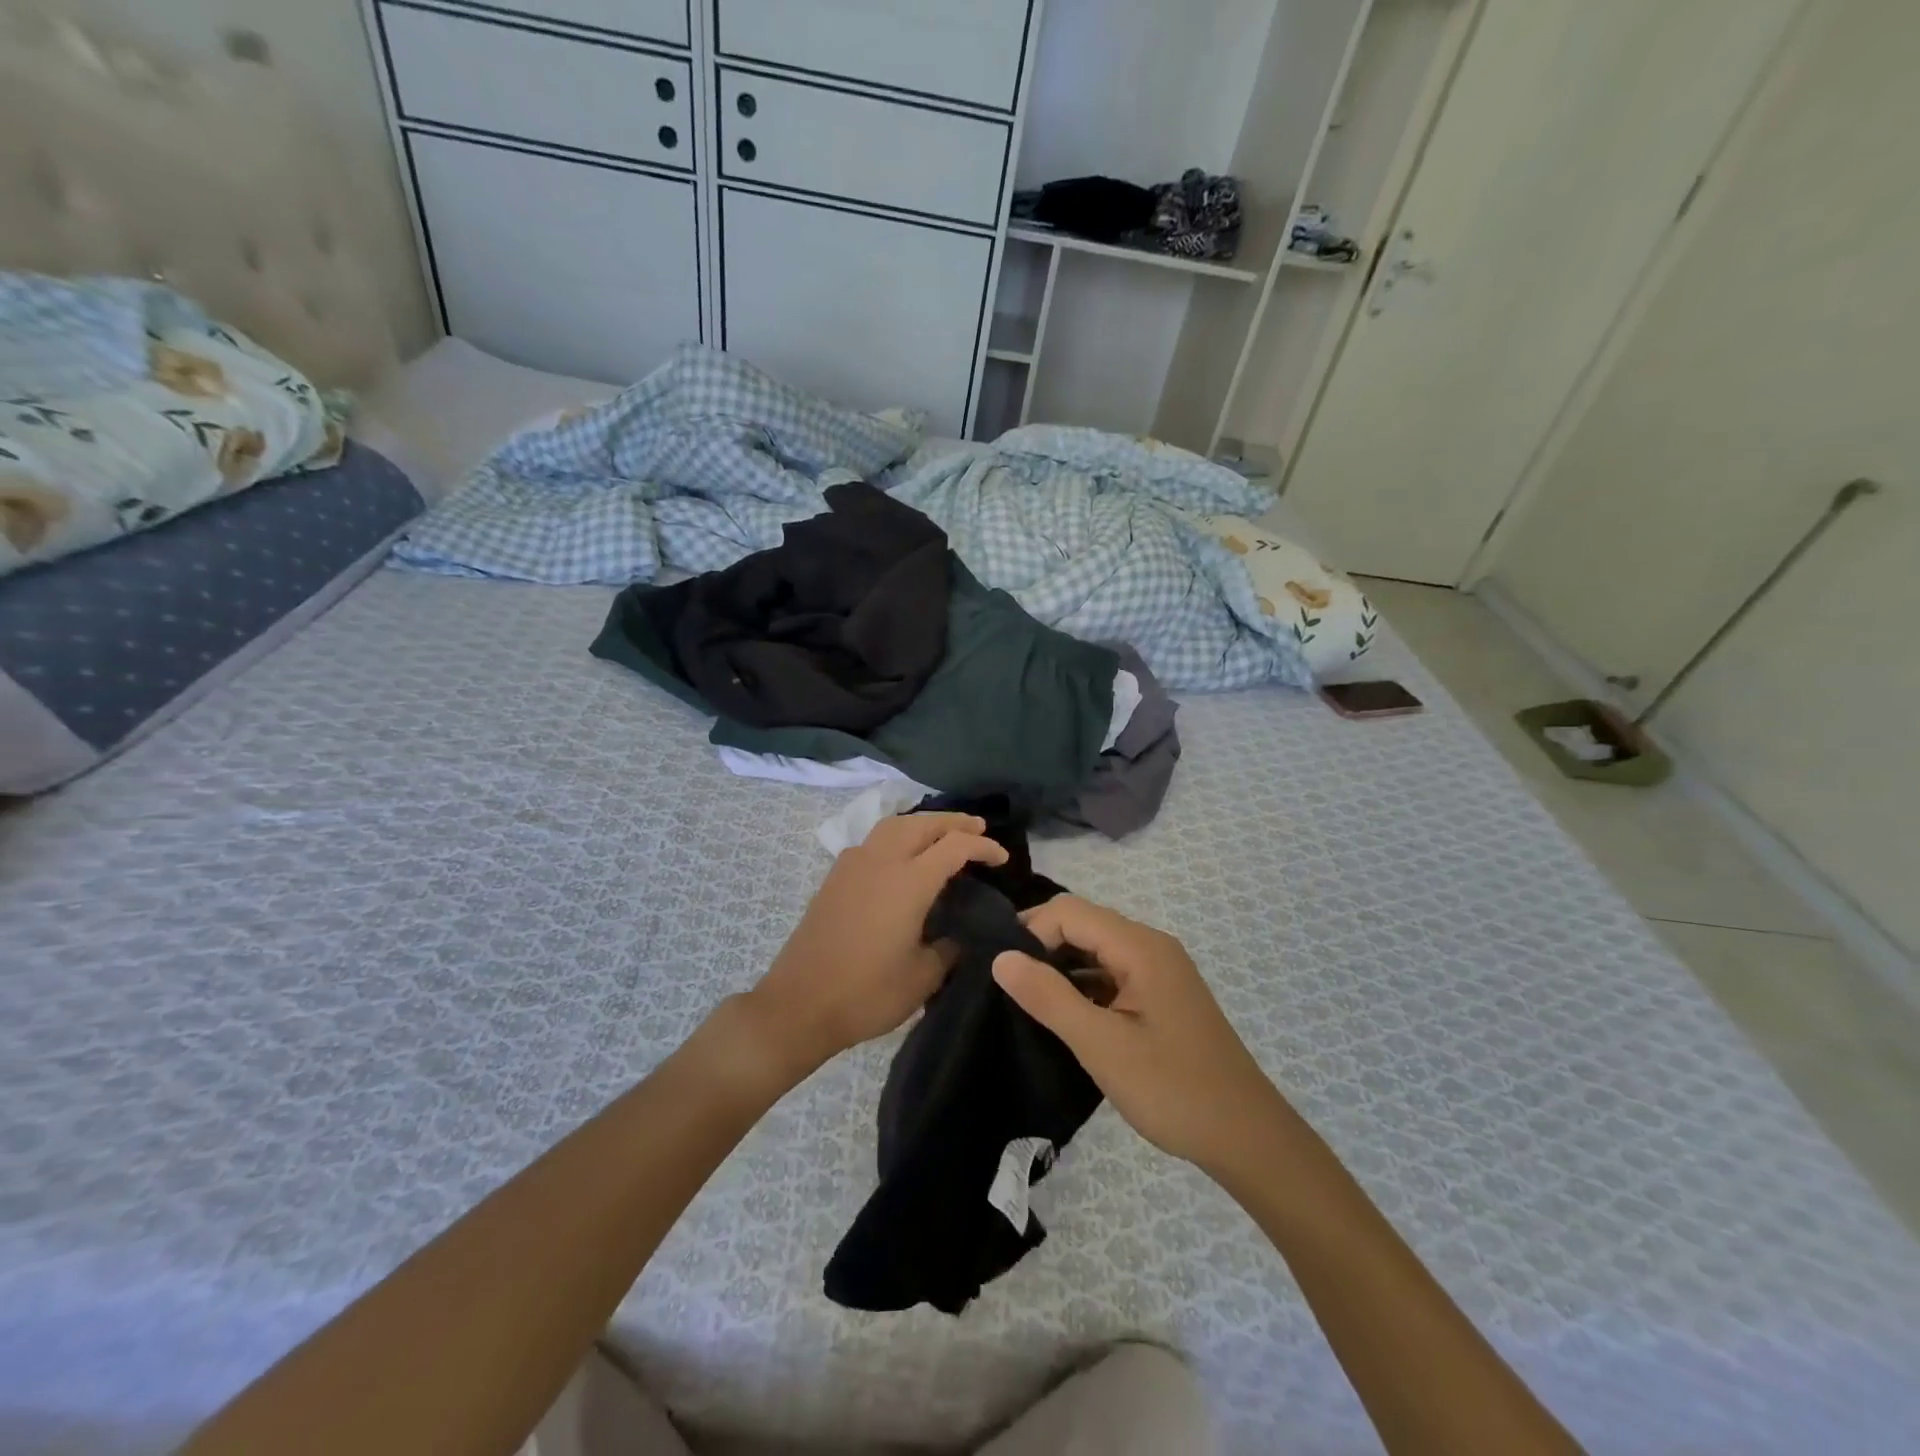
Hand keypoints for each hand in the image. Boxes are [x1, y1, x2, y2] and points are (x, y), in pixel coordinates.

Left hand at [743, 812, 1007, 1084]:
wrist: (799, 1004)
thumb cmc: (866, 994)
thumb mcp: (923, 977)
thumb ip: (950, 947)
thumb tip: (963, 933)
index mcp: (908, 882)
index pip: (954, 846)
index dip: (983, 846)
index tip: (1002, 858)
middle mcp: (881, 861)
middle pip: (923, 823)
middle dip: (955, 822)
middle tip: (979, 828)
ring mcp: (853, 864)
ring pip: (894, 825)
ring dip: (924, 823)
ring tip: (943, 833)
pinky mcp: (835, 876)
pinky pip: (873, 839)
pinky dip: (897, 835)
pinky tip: (903, 855)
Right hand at [992, 896, 1286, 1176]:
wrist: (1247, 1138)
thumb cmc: (1172, 1089)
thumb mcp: (1101, 1045)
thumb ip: (1049, 997)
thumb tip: (1001, 957)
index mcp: (1141, 947)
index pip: (1070, 911)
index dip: (1031, 931)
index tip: (1002, 971)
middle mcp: (1151, 947)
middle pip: (1084, 924)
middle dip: (1042, 946)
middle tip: (1007, 986)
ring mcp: (1159, 971)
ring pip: (1096, 951)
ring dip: (1061, 968)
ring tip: (1026, 1001)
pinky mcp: (1161, 996)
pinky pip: (1112, 974)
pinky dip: (1084, 986)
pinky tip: (1064, 1016)